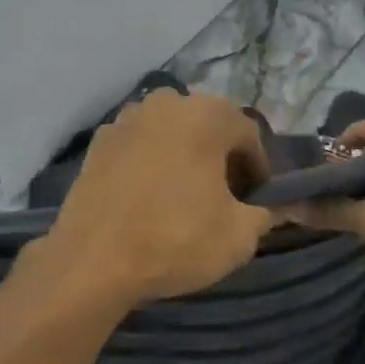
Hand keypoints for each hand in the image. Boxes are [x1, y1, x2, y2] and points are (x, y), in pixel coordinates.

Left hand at [42, 91, 278, 306]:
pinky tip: (148, 198)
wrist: (92, 260)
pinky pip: (139, 146)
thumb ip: (266, 213)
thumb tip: (272, 207)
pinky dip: (150, 163)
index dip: (259, 170)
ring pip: (171, 133)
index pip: (248, 135)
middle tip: (224, 199)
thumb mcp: (239, 236)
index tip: (257, 202)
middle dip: (220, 158)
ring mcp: (127, 118)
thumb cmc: (175, 240)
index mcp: (206, 114)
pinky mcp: (98, 141)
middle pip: (208, 127)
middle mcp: (166, 102)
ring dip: (184, 156)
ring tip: (183, 198)